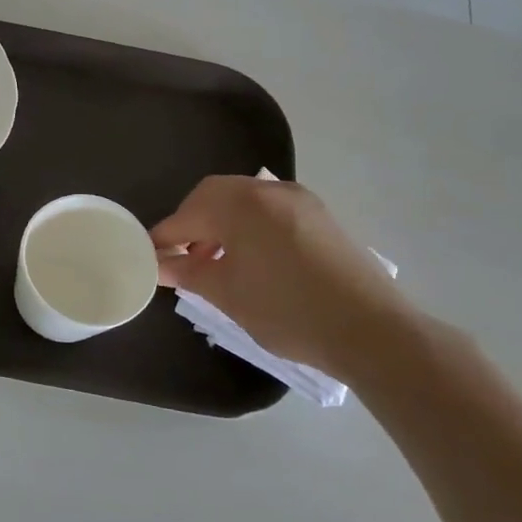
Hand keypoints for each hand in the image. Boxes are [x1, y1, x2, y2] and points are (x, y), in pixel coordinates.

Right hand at [151, 176, 417, 382]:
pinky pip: (270, 210)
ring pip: (243, 200)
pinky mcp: (320, 216)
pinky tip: (250, 259)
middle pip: (214, 195)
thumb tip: (159, 264)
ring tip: (214, 261)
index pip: (186, 215)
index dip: (163, 238)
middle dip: (191, 222)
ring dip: (220, 223)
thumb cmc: (288, 310)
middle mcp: (269, 190)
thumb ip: (187, 271)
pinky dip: (249, 225)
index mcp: (241, 204)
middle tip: (182, 256)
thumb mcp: (227, 293)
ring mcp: (300, 200)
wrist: (372, 330)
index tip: (149, 259)